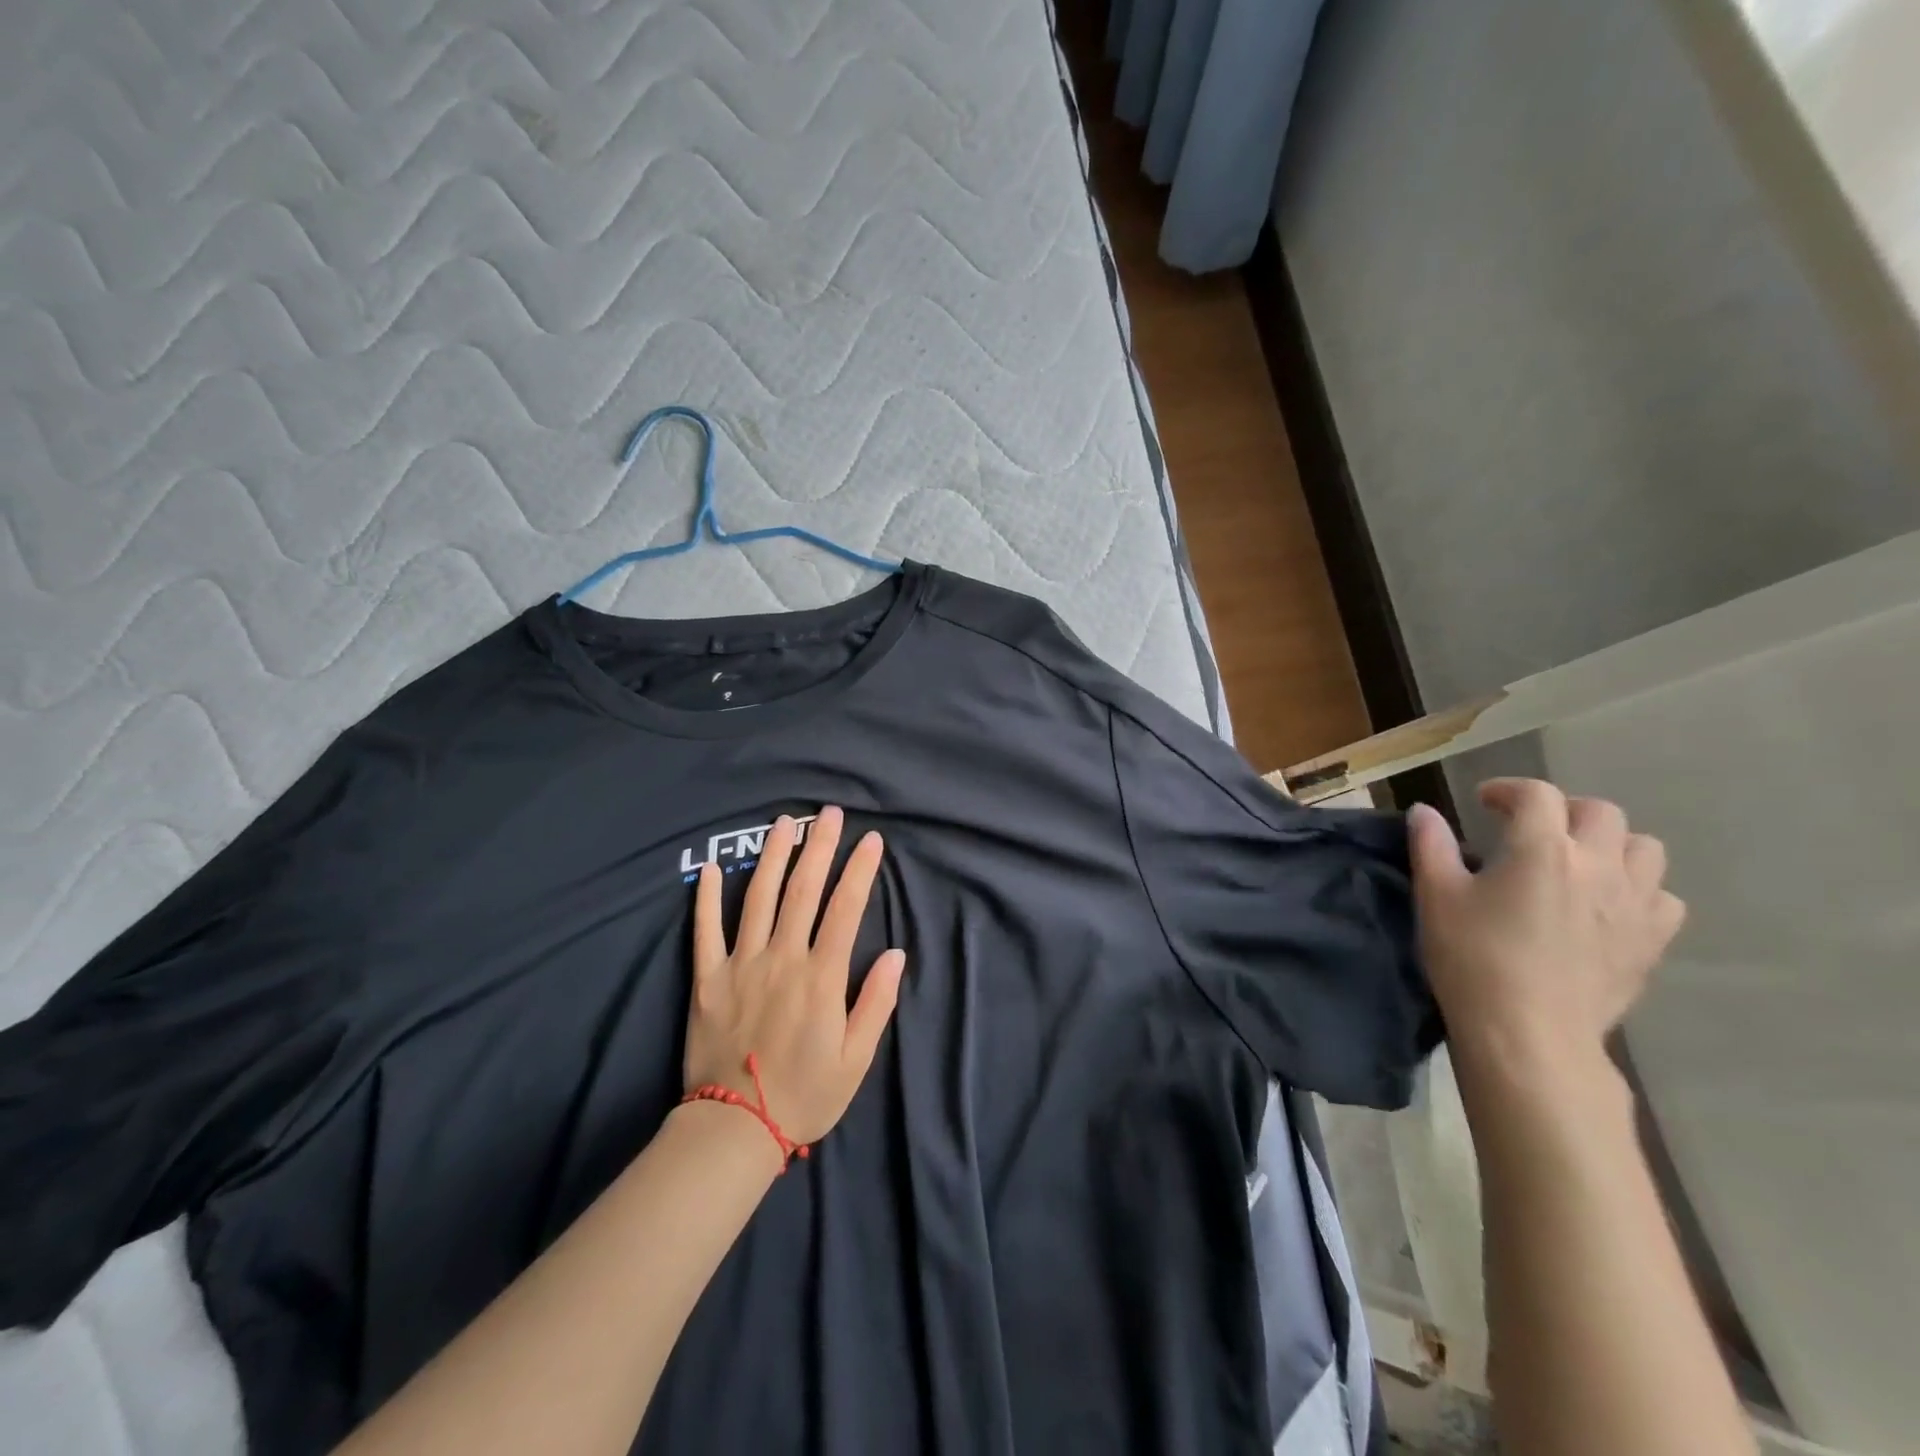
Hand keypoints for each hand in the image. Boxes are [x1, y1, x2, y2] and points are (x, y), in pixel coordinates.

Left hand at [684, 806, 905, 1148]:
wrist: (734, 1130)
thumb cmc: (804, 1094)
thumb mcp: (856, 1058)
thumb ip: (877, 1002)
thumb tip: (897, 954)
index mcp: (821, 976)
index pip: (846, 908)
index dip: (860, 870)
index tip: (871, 840)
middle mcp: (782, 958)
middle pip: (803, 890)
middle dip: (819, 846)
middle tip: (829, 813)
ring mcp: (740, 964)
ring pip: (757, 897)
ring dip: (772, 856)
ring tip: (783, 823)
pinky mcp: (707, 979)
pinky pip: (705, 930)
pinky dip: (706, 898)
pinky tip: (709, 868)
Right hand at [1408, 779, 1684, 1079]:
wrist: (1529, 1034)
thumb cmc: (1472, 958)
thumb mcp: (1436, 896)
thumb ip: (1430, 845)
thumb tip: (1424, 812)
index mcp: (1542, 848)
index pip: (1536, 794)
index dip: (1508, 789)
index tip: (1484, 802)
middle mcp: (1598, 864)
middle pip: (1599, 812)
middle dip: (1562, 810)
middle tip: (1531, 828)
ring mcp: (1635, 903)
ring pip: (1644, 848)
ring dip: (1610, 843)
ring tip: (1578, 861)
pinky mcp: (1652, 941)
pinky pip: (1663, 896)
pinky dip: (1638, 888)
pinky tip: (1607, 905)